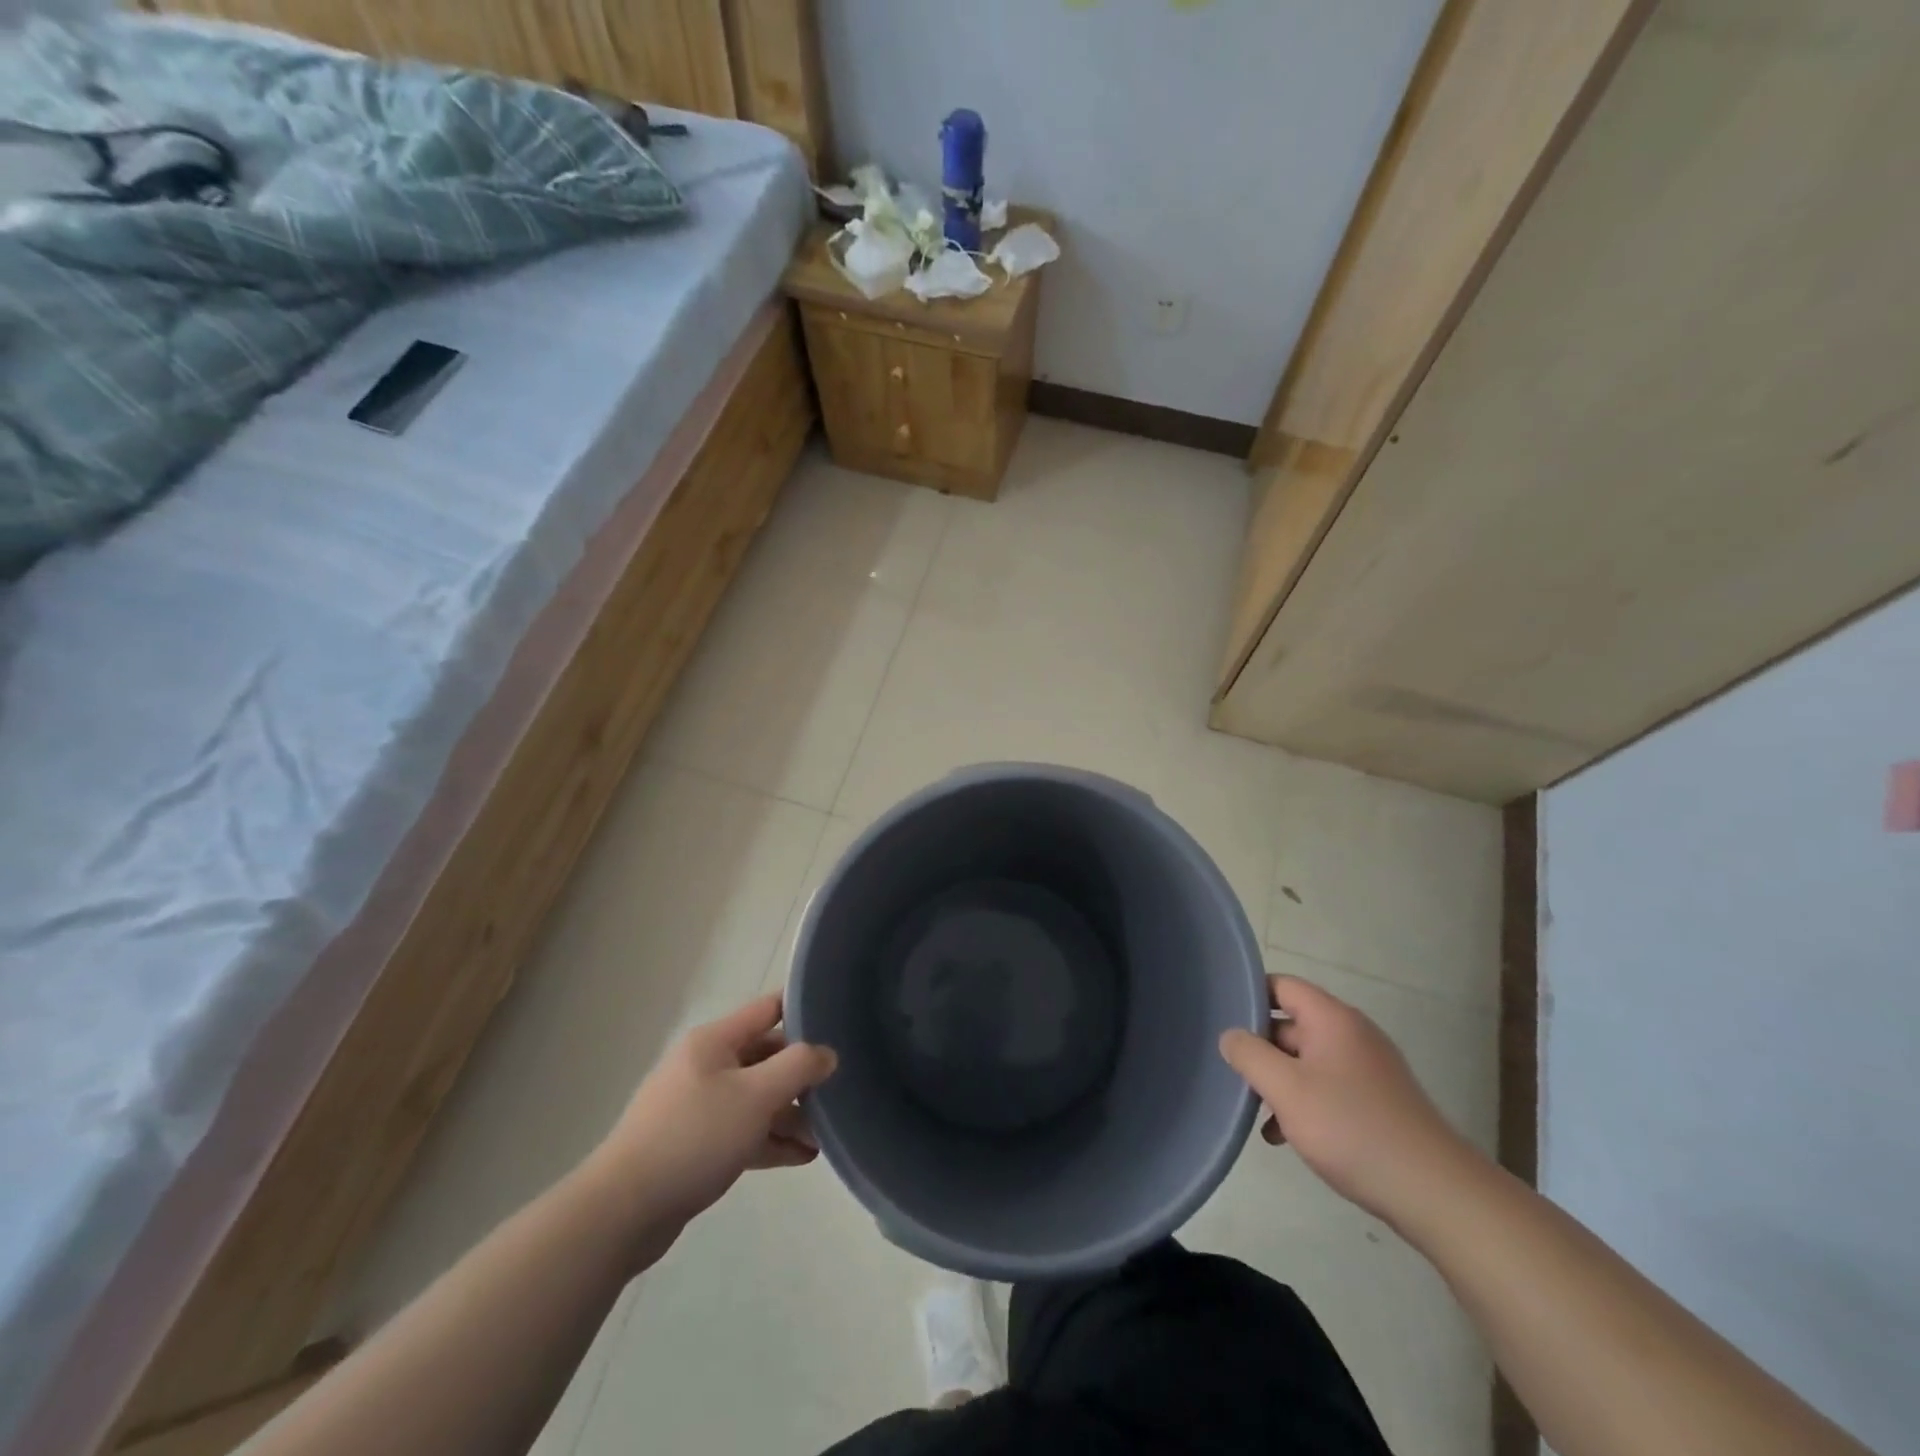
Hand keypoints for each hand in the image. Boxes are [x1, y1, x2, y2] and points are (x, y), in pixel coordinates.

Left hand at [591, 994, 837, 1229]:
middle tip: (837, 1094)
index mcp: (714, 1041)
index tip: (839, 1024)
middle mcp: (705, 1065)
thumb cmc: (694, 1137)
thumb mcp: (756, 1096)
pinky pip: (742, 1131)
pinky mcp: (694, 1145)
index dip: (803, 1011)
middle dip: (801, 1076)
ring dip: (790, 1114)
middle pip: (765, 1056)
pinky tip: (801, 1157)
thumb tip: (827, 1054)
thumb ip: (798, 1067)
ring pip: (756, 1099)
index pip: (768, 1009)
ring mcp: (697, 1106)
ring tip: (823, 1138)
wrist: (623, 1211)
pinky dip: (770, 1139)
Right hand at [1219, 976, 1473, 1222]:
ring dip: (1279, 1080)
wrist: (1434, 1193)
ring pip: (1306, 1060)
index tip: (1220, 1019)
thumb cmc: (1352, 1129)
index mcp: (1332, 1019)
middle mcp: (1352, 1035)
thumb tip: (1230, 1035)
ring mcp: (1368, 1069)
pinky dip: (1302, 1103)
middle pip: (1291, 1024)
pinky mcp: (1377, 1102)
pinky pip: (1327, 1087)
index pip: (1281, 986)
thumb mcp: (1286, 1089)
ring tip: (1254, 1110)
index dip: (1248, 996)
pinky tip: (1283, 1136)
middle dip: (1260, 1047)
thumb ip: (1249, 1054)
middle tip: (1231, 1072)